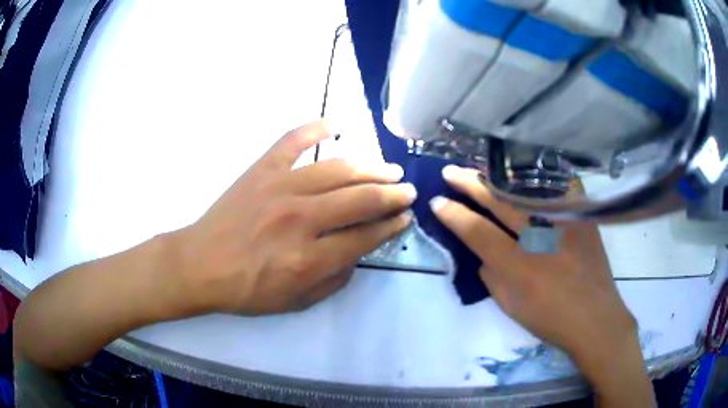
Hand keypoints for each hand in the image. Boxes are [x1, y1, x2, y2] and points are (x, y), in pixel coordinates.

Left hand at [174, 120, 414, 314]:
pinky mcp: (261, 170)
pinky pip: (293, 141)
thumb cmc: (246, 289)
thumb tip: (358, 251)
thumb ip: (334, 278)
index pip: (365, 236)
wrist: (200, 265)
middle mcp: (300, 218)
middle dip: (391, 195)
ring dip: (370, 169)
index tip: (405, 217)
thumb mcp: (296, 301)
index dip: (391, 226)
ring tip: (389, 170)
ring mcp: (279, 187)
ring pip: (337, 169)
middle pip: (360, 199)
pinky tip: (337, 124)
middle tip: (407, 191)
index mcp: (309, 258)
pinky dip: (315, 128)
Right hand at [432, 166, 652, 405]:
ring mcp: (566, 221)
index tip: (437, 201)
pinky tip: (524, 168)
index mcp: (520, 267)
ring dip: (499, 176)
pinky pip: (558, 184)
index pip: (478, 231)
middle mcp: (542, 237)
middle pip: (500, 200)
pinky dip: (538, 175)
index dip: (454, 214)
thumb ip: (491, 275)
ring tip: (479, 169)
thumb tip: (482, 250)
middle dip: (470, 183)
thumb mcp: (510, 306)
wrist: (596, 318)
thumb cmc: (550, 319)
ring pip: (527, 187)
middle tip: (450, 172)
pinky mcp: (582, 216)